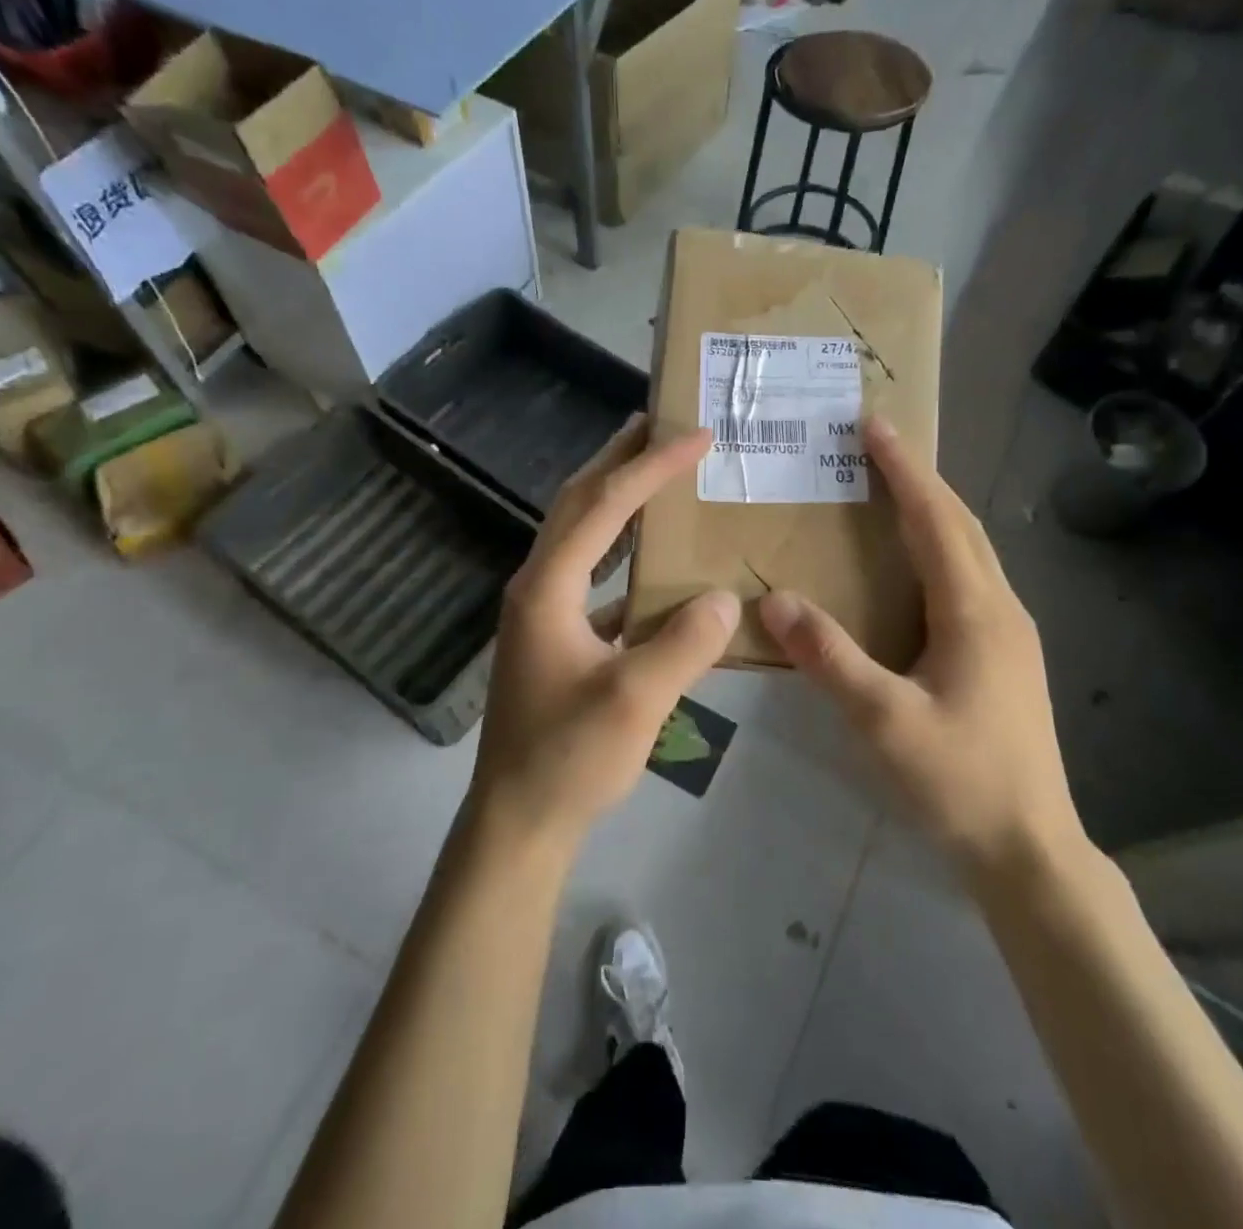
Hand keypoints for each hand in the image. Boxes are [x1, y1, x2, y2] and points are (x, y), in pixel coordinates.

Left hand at [471, 418, 739, 854]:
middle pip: (577, 503)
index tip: (694, 436)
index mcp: (548, 587)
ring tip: (654, 470)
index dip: (650, 466)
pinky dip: (620, 550)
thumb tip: (723, 597)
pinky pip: (590, 573)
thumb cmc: (569, 757)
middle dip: (618, 459)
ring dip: (614, 497)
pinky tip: (651, 558)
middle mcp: (537, 585)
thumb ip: (684, 643)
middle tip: (660, 424)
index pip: (603, 506)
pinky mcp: (554, 635)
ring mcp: (542, 610)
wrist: (518, 818)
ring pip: (579, 534)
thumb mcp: (636, 700)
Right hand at [759, 417, 1082, 878]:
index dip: (904, 469)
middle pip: (960, 524)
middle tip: (877, 444)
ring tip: (890, 490)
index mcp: (974, 611)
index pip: (935, 519)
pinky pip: (969, 578)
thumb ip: (829, 657)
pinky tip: (913, 566)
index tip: (874, 424)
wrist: (1029, 848)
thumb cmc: (958, 781)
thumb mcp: (883, 721)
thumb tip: (773, 600)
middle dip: (920, 478)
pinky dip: (939, 548)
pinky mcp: (1005, 655)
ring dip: (933, 510)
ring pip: (970, 550)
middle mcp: (1000, 607)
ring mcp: (1010, 632)